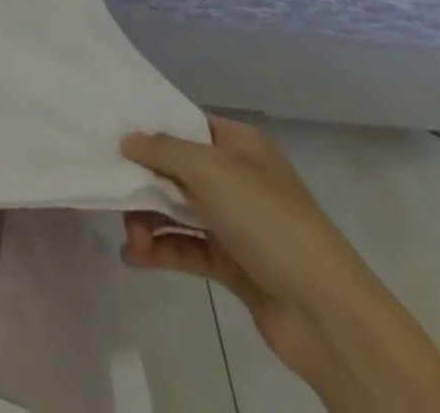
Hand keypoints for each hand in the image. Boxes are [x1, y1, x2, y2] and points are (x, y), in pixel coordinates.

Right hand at [119, 115, 375, 398]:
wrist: (328, 316)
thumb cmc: (267, 221)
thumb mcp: (208, 169)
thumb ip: (161, 149)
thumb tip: (126, 140)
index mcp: (240, 145)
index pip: (186, 123)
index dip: (150, 125)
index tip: (111, 129)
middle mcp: (238, 178)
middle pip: (175, 167)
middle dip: (142, 178)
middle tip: (112, 189)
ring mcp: (236, 223)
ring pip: (176, 208)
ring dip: (146, 219)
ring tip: (130, 238)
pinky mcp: (233, 265)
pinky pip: (185, 247)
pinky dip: (159, 249)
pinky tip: (133, 256)